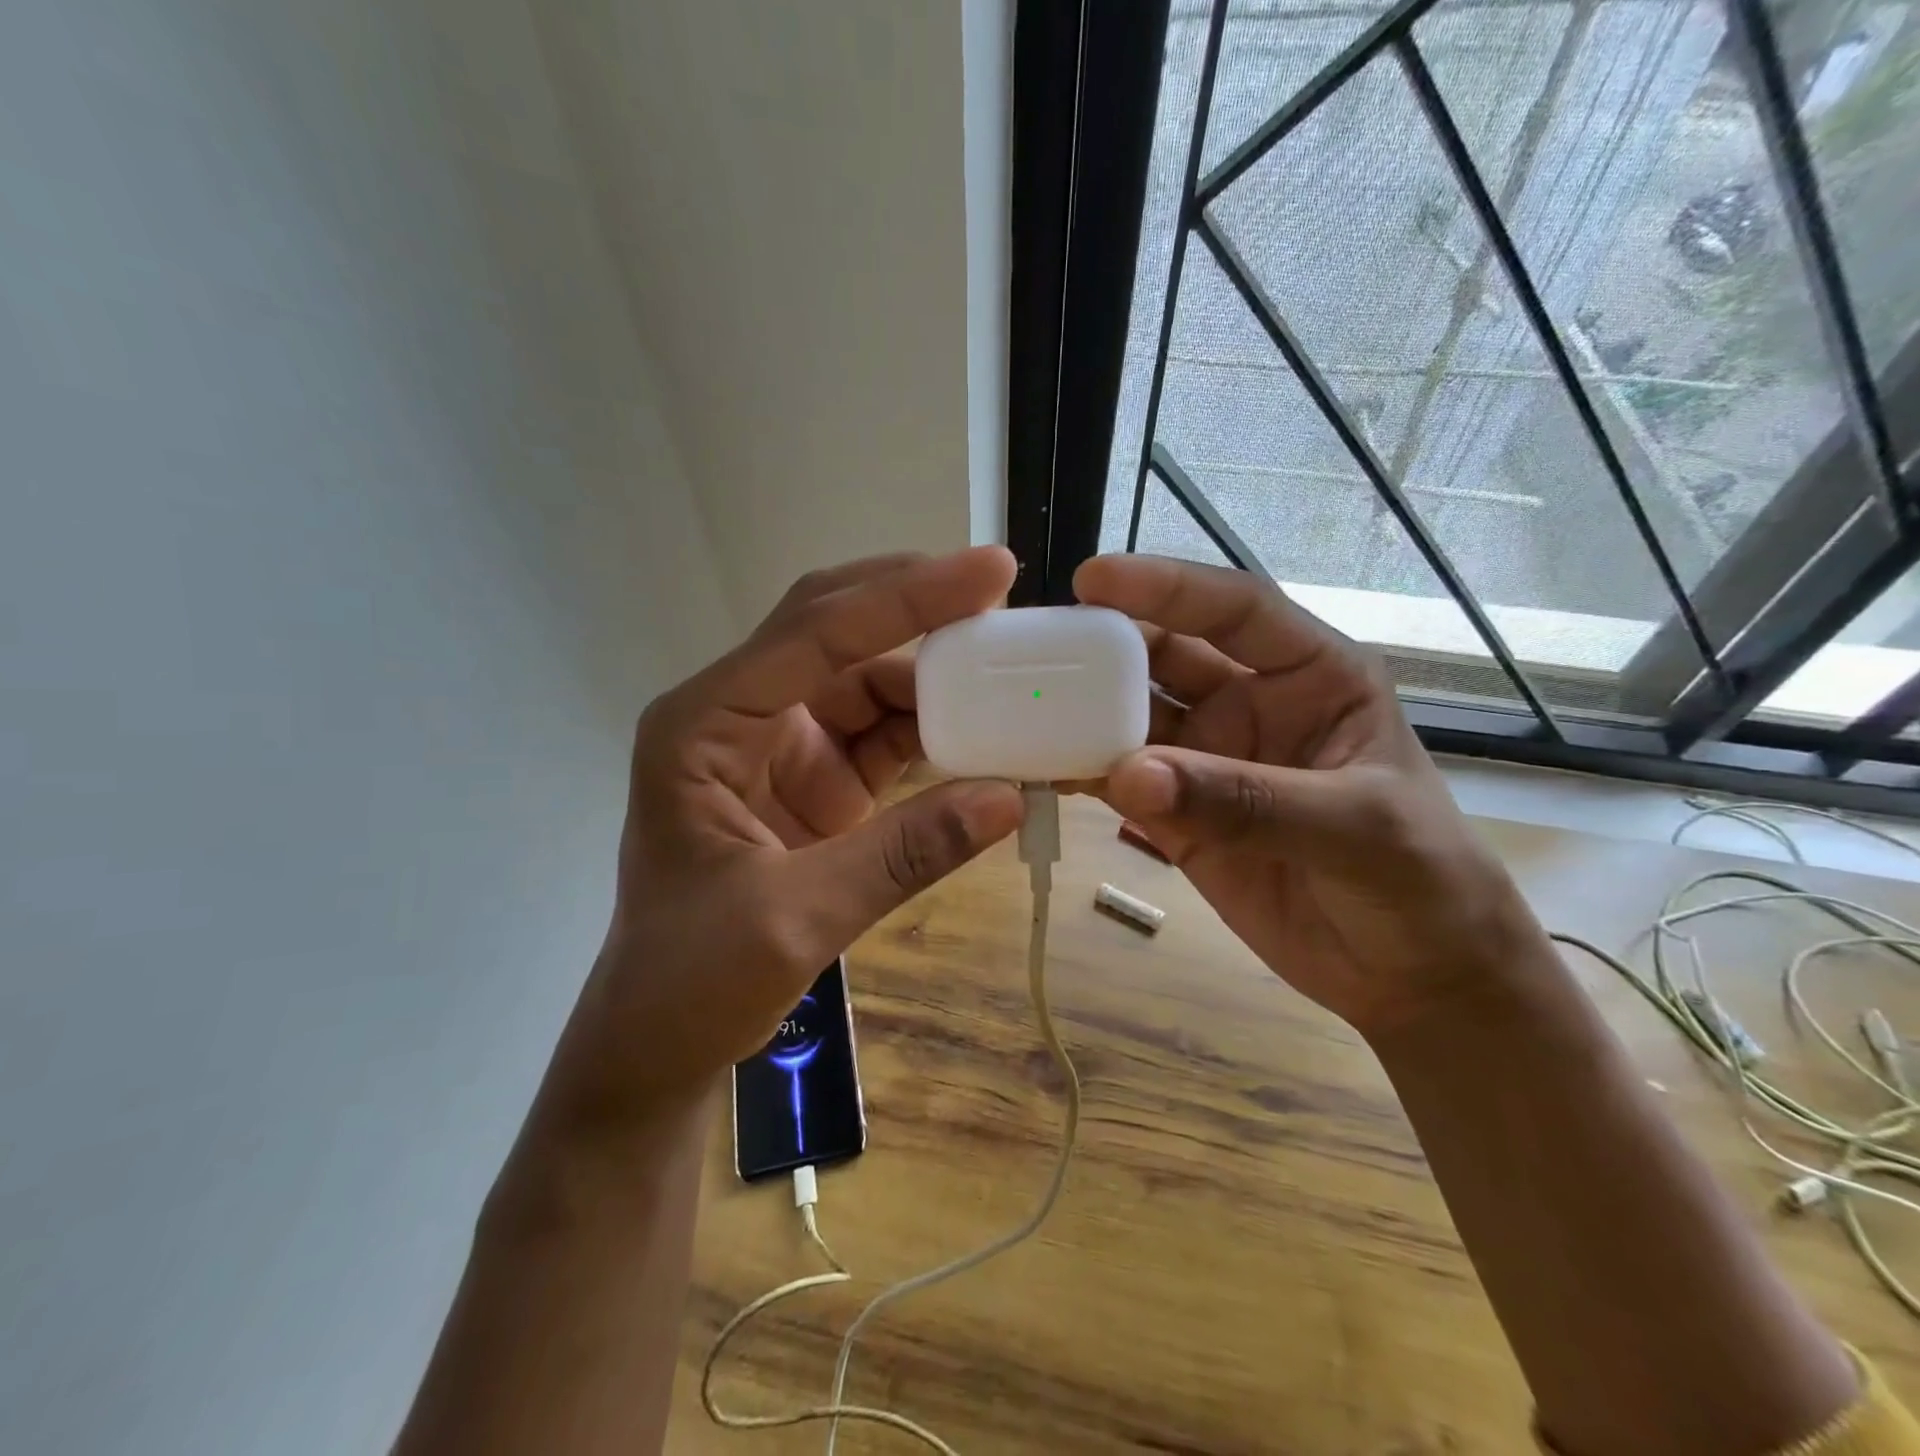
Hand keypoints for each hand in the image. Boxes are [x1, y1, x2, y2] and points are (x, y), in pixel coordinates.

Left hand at [537, 548, 1025, 1128]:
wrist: (660, 1040)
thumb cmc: (692, 981)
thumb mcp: (796, 919)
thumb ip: (903, 853)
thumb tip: (1009, 797)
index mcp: (705, 725)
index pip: (814, 632)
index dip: (904, 597)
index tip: (991, 572)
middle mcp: (741, 716)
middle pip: (836, 633)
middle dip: (917, 609)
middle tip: (1002, 594)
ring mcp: (780, 747)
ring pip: (867, 681)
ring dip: (935, 677)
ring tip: (1010, 672)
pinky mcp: (814, 781)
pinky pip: (881, 736)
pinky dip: (934, 733)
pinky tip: (984, 735)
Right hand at [1074, 555, 1545, 1039]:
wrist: (1408, 974)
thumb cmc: (1419, 881)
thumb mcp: (1353, 828)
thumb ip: (1243, 799)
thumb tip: (1128, 775)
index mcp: (1310, 677)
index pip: (1236, 610)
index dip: (1167, 587)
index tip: (1092, 578)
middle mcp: (1249, 704)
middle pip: (1165, 656)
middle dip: (1105, 647)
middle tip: (1035, 649)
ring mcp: (1206, 760)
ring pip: (1130, 717)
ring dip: (1081, 712)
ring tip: (1018, 709)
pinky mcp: (1176, 815)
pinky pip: (1118, 781)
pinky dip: (1077, 772)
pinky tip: (1036, 768)